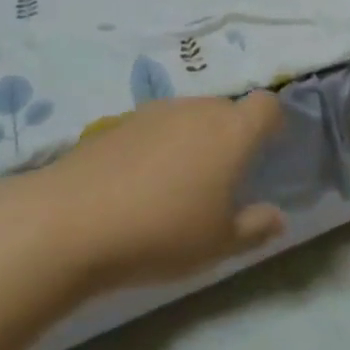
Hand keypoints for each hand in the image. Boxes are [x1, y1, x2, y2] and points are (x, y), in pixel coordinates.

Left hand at [26, 92, 287, 294]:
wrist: (71, 220)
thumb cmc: (162, 232)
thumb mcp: (218, 244)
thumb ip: (255, 227)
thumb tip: (277, 216)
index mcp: (233, 131)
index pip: (267, 105)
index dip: (272, 124)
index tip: (266, 152)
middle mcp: (199, 109)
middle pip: (227, 110)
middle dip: (231, 136)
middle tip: (221, 180)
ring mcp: (156, 110)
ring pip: (190, 117)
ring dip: (194, 140)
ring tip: (177, 185)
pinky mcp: (119, 120)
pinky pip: (155, 127)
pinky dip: (158, 146)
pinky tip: (138, 184)